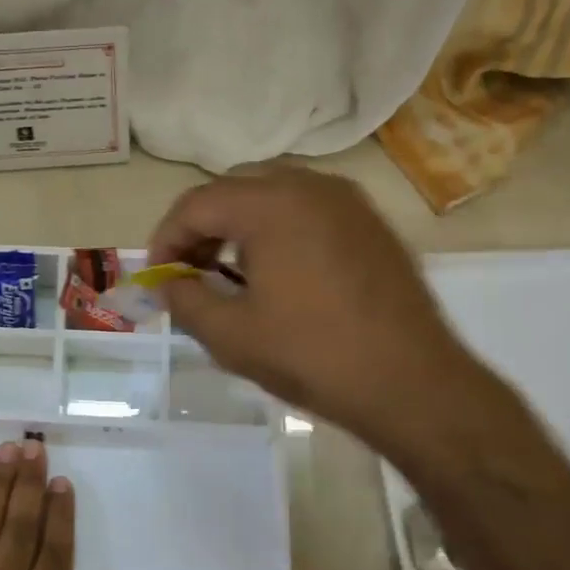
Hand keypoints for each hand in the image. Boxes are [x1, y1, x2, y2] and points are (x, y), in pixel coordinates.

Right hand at [148, 166, 491, 453]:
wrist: (412, 384)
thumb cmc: (312, 355)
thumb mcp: (230, 335)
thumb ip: (184, 299)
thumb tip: (166, 282)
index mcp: (272, 204)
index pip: (197, 204)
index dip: (166, 239)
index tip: (158, 277)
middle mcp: (310, 185)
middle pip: (233, 188)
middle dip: (201, 226)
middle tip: (189, 271)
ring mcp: (347, 201)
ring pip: (272, 192)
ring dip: (238, 223)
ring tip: (228, 270)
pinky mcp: (370, 223)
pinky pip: (307, 207)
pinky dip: (277, 227)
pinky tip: (276, 271)